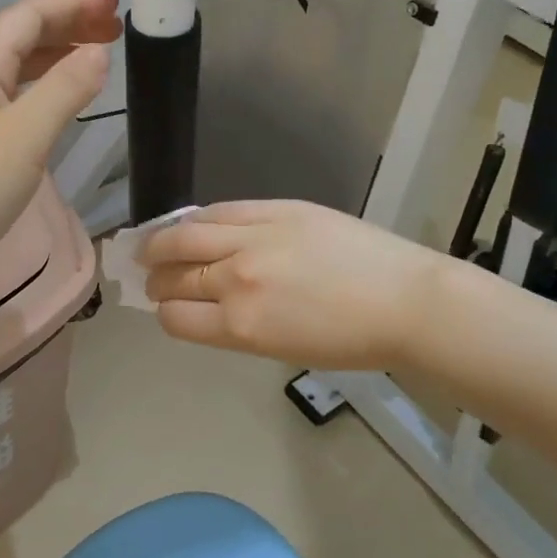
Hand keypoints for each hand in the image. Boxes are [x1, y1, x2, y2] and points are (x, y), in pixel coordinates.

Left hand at [0, 0, 120, 297]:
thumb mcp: (25, 134)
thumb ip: (66, 89)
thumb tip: (98, 53)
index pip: (29, 15)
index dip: (72, 4)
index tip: (115, 4)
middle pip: (22, 37)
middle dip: (68, 26)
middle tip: (115, 29)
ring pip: (18, 69)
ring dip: (57, 57)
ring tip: (97, 58)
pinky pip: (14, 100)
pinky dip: (44, 91)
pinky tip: (61, 105)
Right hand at [140, 200, 453, 369]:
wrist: (405, 301)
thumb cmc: (350, 340)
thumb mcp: (282, 348)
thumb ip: (236, 326)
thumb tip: (206, 306)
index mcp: (240, 326)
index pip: (175, 317)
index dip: (164, 313)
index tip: (166, 307)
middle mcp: (237, 280)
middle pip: (175, 275)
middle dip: (156, 278)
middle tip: (151, 276)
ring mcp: (255, 239)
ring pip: (186, 234)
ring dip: (160, 242)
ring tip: (153, 244)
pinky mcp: (275, 209)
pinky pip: (220, 210)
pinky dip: (197, 218)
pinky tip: (191, 222)